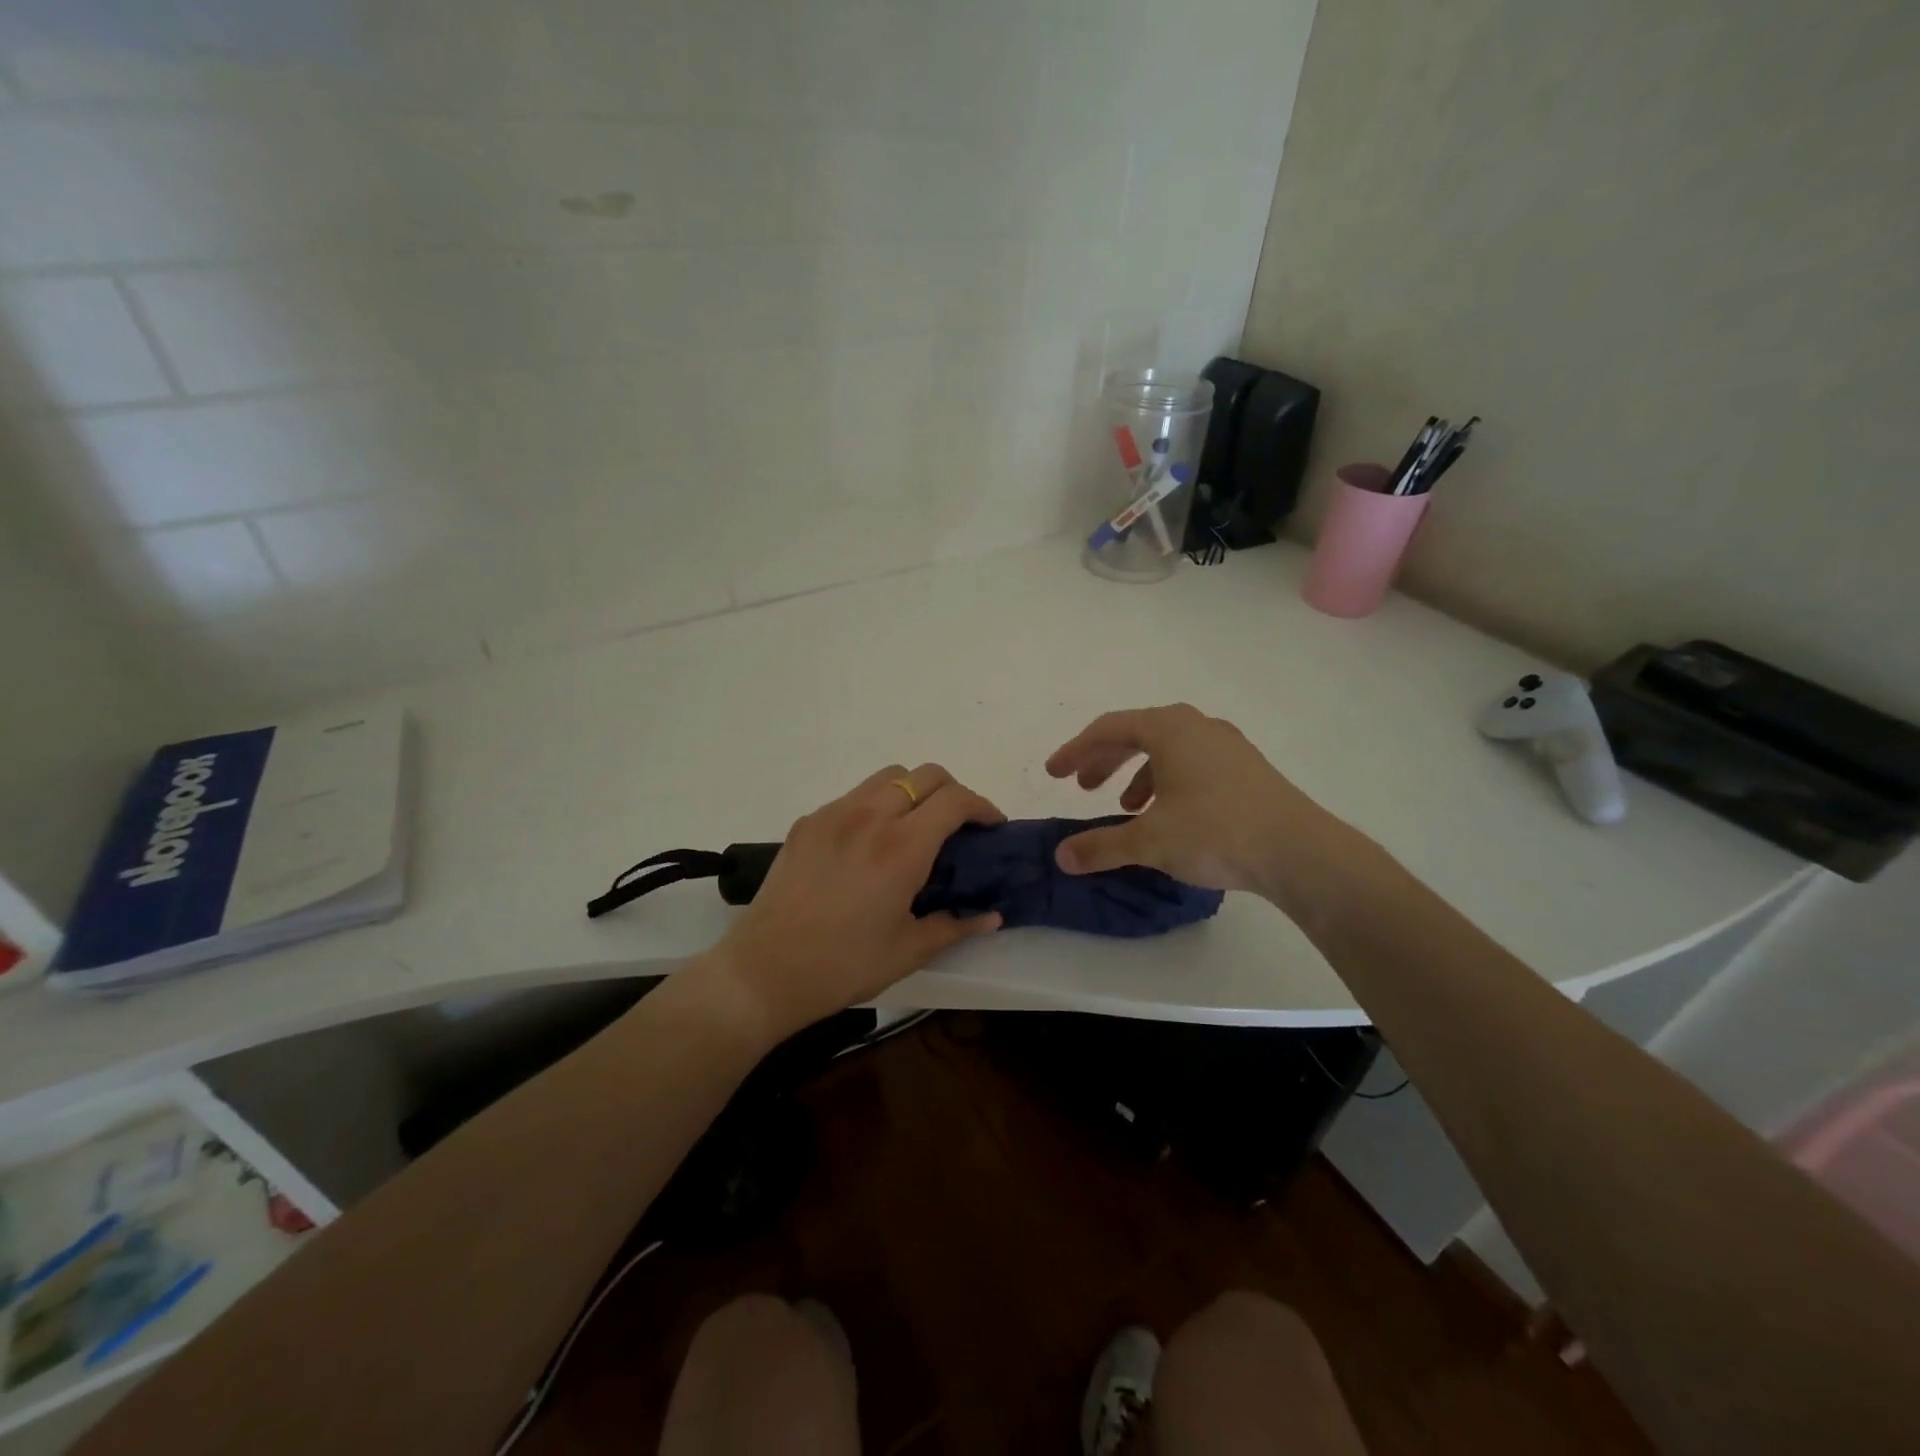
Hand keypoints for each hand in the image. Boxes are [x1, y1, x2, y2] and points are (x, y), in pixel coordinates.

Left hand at [706, 763, 1004, 1037]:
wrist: (765, 971)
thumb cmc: (844, 965)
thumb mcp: (909, 951)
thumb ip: (956, 926)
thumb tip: (992, 917)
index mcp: (902, 847)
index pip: (955, 800)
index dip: (983, 807)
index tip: (992, 827)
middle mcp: (870, 817)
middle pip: (925, 774)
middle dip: (952, 791)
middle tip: (959, 825)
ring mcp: (834, 814)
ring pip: (888, 777)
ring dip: (914, 791)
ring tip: (915, 827)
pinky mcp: (807, 822)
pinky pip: (854, 796)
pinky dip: (877, 804)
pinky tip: (871, 843)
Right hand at [1046, 704, 1342, 900]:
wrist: (1299, 851)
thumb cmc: (1216, 832)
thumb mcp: (1149, 841)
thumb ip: (1100, 846)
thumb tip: (1061, 857)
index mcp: (1169, 729)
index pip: (1108, 729)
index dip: (1075, 751)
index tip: (1054, 774)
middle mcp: (1197, 726)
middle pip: (1136, 734)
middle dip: (1104, 760)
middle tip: (1081, 786)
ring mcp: (1227, 745)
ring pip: (1167, 750)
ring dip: (1136, 774)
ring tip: (1123, 808)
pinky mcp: (1246, 769)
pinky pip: (1192, 764)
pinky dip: (1167, 782)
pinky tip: (1167, 815)